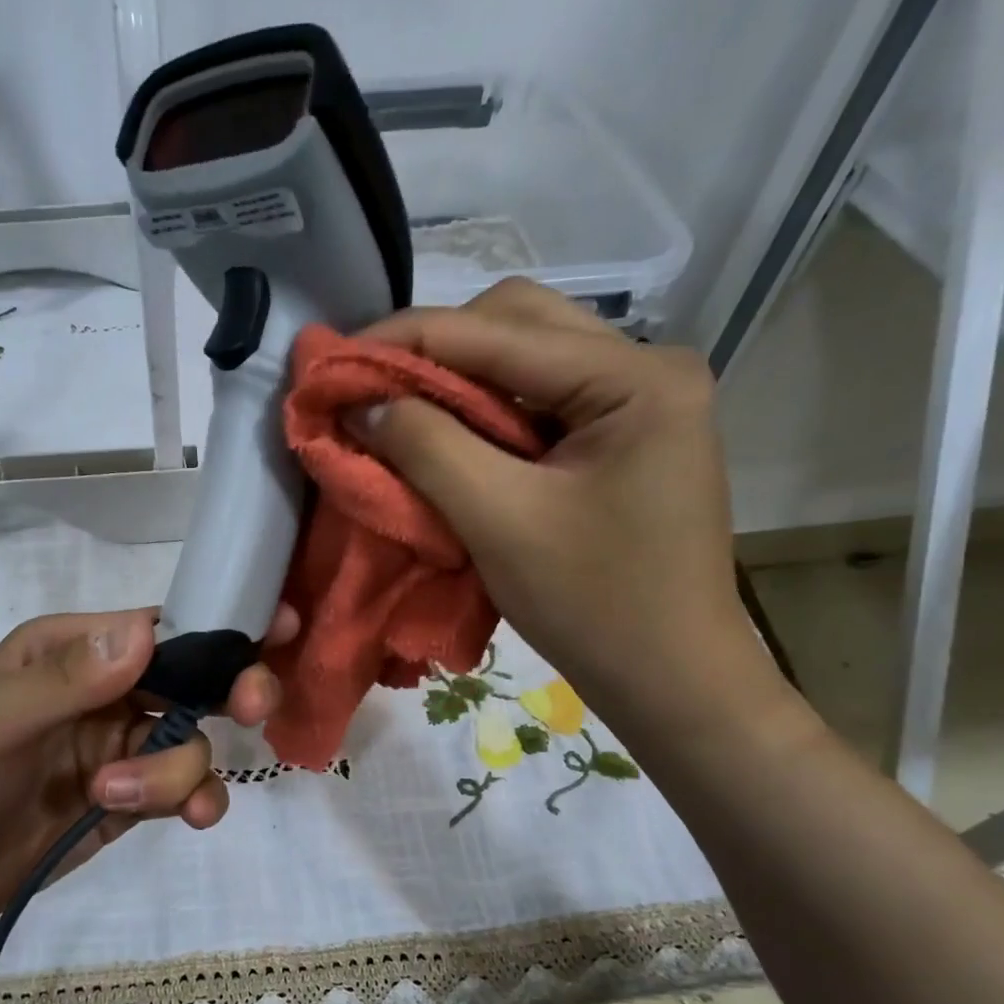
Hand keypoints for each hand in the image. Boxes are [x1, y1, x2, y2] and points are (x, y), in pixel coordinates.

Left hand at [0, 605, 295, 942]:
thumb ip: (67, 679)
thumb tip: (147, 632)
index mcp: (76, 650)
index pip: (162, 626)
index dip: (220, 627)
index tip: (279, 627)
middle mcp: (109, 690)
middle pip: (197, 679)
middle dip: (232, 690)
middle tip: (252, 708)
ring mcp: (123, 746)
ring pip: (194, 742)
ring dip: (175, 771)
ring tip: (115, 796)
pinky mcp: (131, 798)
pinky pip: (187, 788)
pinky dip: (196, 799)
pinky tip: (189, 819)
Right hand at [354, 278, 776, 736]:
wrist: (670, 679)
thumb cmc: (594, 605)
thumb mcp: (499, 522)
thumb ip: (428, 448)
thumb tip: (365, 402)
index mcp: (635, 377)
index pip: (499, 330)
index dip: (405, 339)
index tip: (333, 360)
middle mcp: (646, 369)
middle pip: (518, 325)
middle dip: (434, 350)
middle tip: (369, 387)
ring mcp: (639, 403)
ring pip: (527, 361)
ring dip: (457, 381)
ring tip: (397, 411)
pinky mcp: (624, 438)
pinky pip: (539, 402)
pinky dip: (484, 414)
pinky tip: (447, 436)